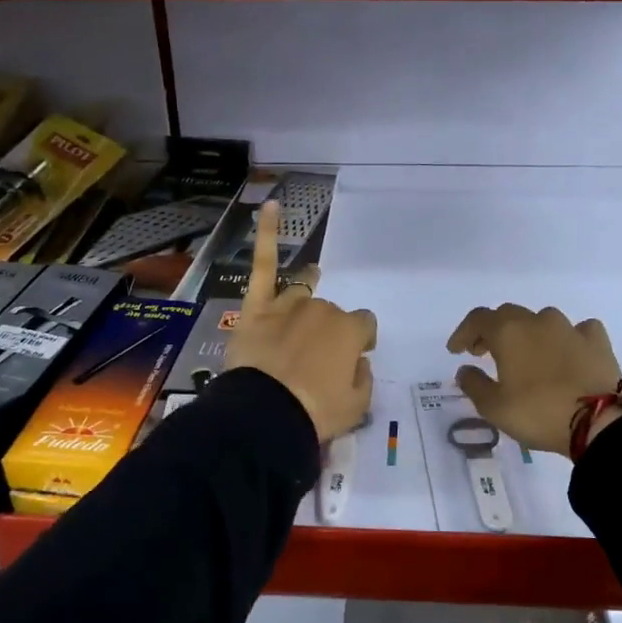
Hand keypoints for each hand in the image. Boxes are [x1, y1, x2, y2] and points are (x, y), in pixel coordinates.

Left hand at [224, 201, 376, 439]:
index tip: (354, 359)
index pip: (364, 325)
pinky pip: (262, 265)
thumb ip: (362, 378)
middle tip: (316, 360)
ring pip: (302, 294)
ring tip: (306, 297)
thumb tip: (356, 363)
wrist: (266, 416)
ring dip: (306, 298)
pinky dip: (266, 233)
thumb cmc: (317, 412)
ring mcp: (287, 305)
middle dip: (328, 331)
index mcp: (349, 330)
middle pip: (330, 312)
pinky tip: (272, 206)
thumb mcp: (357, 406)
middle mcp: (321, 310)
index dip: (360, 341)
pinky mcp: (256, 308)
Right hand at [446, 304, 620, 456]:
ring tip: (526, 355)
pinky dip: (566, 338)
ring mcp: (570, 328)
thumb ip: (474, 384)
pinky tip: (567, 351)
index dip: (463, 332)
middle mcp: (538, 321)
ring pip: (542, 320)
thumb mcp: (494, 407)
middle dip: (492, 331)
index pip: (477, 319)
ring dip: (528, 333)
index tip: (456, 351)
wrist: (599, 422)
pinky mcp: (597, 341)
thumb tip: (465, 369)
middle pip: (508, 315)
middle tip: (484, 352)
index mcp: (508, 332)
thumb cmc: (538, 413)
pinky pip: (577, 330)